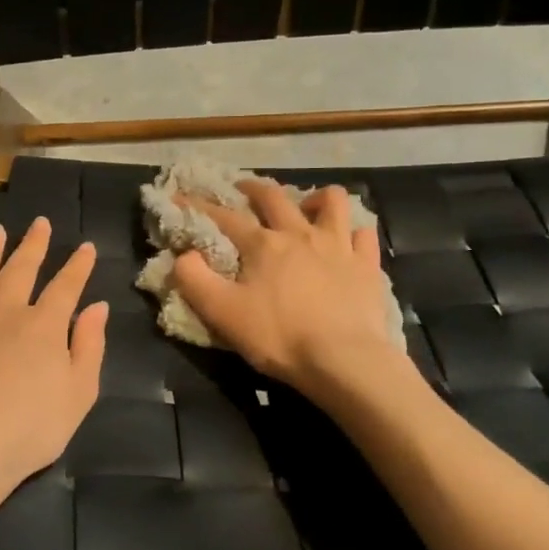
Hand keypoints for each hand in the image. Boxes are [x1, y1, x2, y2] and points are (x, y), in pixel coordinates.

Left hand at [0, 218, 106, 527]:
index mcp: (44, 326)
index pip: (66, 286)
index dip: (78, 265)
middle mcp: (5, 309)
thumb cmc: (26, 431)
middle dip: (34, 244)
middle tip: (40, 222)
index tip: (85, 247)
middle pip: (22, 268)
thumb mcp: (78, 396)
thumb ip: (89, 348)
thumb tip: (97, 307)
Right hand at [174, 180, 399, 392]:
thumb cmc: (279, 337)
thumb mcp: (222, 314)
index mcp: (263, 244)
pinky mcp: (367, 265)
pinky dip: (353, 232)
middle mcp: (300, 233)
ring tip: (306, 208)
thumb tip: (184, 256)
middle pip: (275, 197)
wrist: (343, 360)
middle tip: (243, 190)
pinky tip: (347, 241)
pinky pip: (363, 235)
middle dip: (254, 189)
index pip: (224, 217)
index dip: (199, 205)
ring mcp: (338, 246)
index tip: (181, 196)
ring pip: (331, 201)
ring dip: (314, 198)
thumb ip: (195, 281)